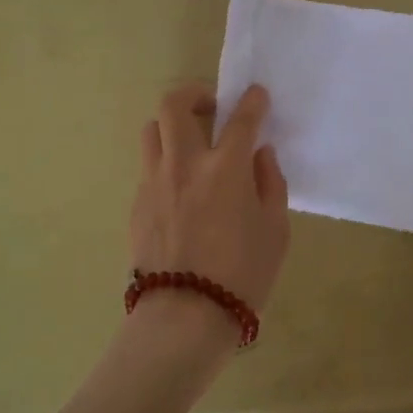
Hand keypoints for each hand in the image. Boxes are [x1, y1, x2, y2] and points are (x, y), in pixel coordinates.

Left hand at [130, 84, 289, 330]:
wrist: (184, 318)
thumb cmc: (242, 276)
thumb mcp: (276, 231)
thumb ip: (270, 184)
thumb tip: (260, 155)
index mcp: (226, 168)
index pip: (241, 118)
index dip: (252, 101)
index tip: (257, 95)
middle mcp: (185, 164)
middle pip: (175, 104)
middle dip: (195, 93)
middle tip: (212, 109)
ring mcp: (154, 182)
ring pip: (152, 130)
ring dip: (173, 126)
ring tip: (191, 144)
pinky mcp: (137, 204)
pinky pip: (148, 167)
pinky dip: (166, 164)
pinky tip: (181, 190)